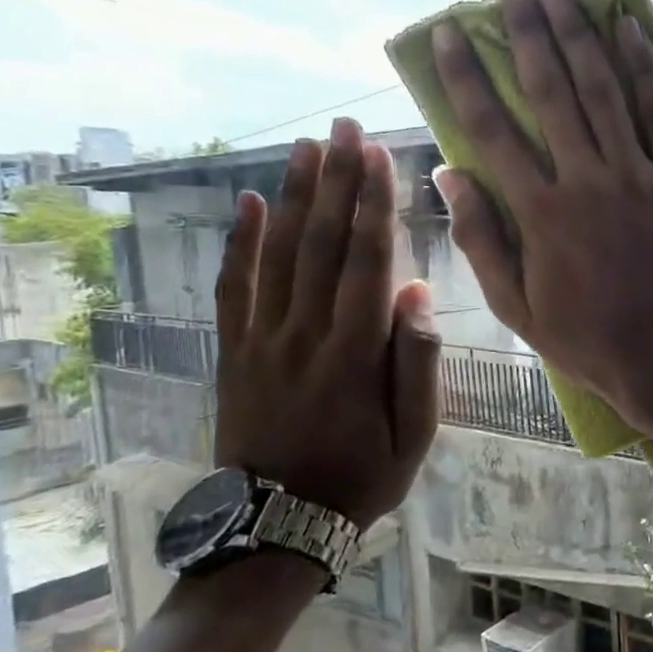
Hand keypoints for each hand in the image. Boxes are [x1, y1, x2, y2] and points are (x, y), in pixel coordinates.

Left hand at [212, 118, 440, 528]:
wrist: (280, 523)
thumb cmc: (365, 475)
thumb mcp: (417, 432)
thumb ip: (417, 361)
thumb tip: (417, 294)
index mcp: (355, 352)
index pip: (366, 261)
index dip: (373, 205)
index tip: (378, 156)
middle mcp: (305, 333)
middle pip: (321, 244)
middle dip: (336, 181)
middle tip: (342, 128)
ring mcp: (263, 340)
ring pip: (278, 255)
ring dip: (294, 197)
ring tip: (306, 147)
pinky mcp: (236, 352)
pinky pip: (235, 289)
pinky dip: (241, 244)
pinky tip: (251, 205)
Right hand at [432, 0, 652, 438]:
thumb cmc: (591, 340)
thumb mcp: (518, 307)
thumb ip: (483, 239)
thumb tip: (450, 176)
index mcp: (539, 212)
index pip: (492, 128)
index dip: (467, 76)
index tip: (449, 33)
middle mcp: (586, 180)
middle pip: (550, 90)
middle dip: (526, 30)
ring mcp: (639, 176)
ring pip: (604, 90)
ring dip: (579, 33)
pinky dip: (646, 69)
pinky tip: (630, 28)